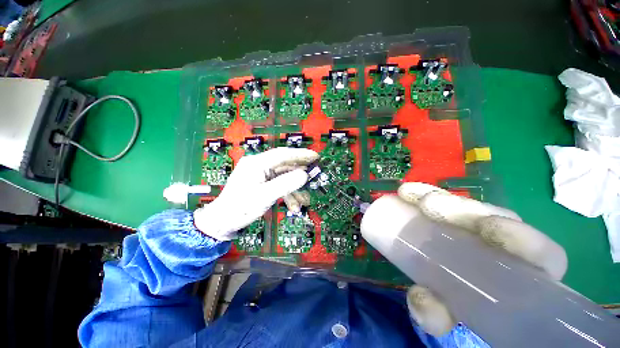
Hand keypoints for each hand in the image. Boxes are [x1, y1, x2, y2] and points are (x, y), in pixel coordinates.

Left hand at [194, 147, 318, 240]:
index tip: (315, 156)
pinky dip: (288, 194)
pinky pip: (279, 184)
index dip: (301, 154)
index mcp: (257, 163)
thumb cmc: (240, 208)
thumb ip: (286, 184)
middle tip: (314, 178)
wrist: (222, 222)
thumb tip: (304, 175)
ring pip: (284, 177)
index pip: (282, 154)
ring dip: (295, 189)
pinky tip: (294, 206)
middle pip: (285, 165)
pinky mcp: (262, 182)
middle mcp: (259, 165)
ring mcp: (261, 174)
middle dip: (300, 175)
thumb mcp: (265, 196)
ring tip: (303, 202)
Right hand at [397, 183, 567, 336]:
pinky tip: (406, 192)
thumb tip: (419, 299)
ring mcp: (475, 229)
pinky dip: (424, 193)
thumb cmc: (455, 307)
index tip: (486, 228)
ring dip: (440, 197)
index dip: (522, 237)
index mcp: (519, 276)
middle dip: (463, 209)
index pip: (543, 255)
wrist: (443, 291)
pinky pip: (441, 200)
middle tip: (429, 206)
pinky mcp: (451, 218)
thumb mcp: (448, 318)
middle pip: (496, 217)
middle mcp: (503, 247)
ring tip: (410, 194)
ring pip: (466, 206)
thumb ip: (437, 316)